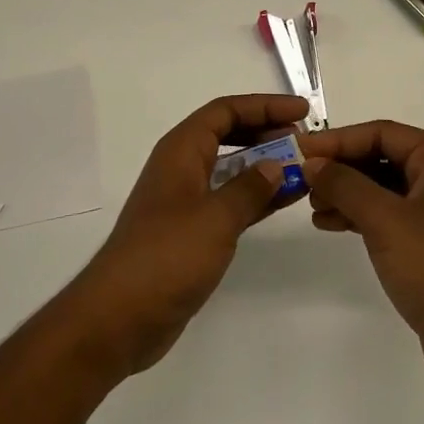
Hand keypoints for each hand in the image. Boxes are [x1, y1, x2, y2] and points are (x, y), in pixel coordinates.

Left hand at [62, 94, 307, 377]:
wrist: (119, 318)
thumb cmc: (166, 256)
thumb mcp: (215, 218)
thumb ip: (249, 188)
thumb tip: (276, 165)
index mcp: (181, 151)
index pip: (225, 111)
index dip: (264, 106)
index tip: (301, 111)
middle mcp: (182, 167)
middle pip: (228, 133)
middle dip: (266, 131)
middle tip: (304, 138)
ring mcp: (186, 200)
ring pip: (231, 168)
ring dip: (265, 164)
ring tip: (303, 165)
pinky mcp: (191, 231)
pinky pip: (230, 199)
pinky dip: (256, 195)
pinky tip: (284, 199)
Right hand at [302, 121, 423, 394]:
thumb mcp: (383, 219)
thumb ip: (344, 184)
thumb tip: (311, 163)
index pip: (381, 133)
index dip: (338, 140)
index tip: (300, 150)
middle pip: (380, 156)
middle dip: (341, 167)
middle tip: (302, 179)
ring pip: (381, 185)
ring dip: (346, 192)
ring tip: (312, 206)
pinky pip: (387, 212)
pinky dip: (359, 214)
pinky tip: (330, 224)